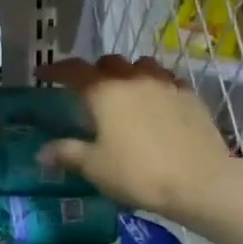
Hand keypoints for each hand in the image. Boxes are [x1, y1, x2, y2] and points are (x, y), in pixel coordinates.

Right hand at [38, 56, 237, 221]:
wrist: (200, 181)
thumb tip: (42, 151)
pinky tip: (157, 104)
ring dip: (128, 73)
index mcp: (104, 92)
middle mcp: (134, 79)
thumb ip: (67, 153)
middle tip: (88, 89)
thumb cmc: (138, 173)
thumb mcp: (95, 167)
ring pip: (142, 65)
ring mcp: (166, 84)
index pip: (73, 71)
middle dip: (95, 71)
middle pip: (109, 62)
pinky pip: (168, 81)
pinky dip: (156, 86)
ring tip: (125, 91)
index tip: (42, 74)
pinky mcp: (191, 97)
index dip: (55, 70)